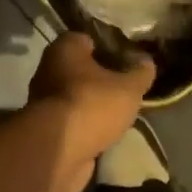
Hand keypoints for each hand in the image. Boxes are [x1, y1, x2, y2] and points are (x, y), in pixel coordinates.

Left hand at [25, 32, 155, 191]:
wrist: (57, 151)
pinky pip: (71, 118)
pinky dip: (85, 124)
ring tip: (119, 112)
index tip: (129, 61)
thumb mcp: (128, 88)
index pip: (90, 40)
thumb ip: (140, 73)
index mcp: (65, 48)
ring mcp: (44, 99)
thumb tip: (147, 61)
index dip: (111, 49)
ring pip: (76, 95)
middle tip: (126, 87)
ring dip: (93, 103)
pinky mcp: (45, 127)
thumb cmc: (92, 105)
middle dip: (102, 78)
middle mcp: (49, 68)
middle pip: (82, 68)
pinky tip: (104, 132)